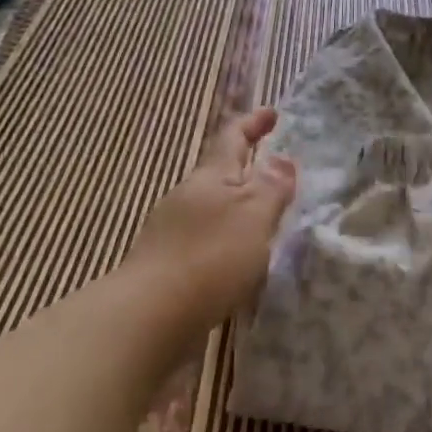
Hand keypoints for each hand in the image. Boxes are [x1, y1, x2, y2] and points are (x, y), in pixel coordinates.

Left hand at [127, 108, 297, 336]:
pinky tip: (239, 266)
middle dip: (246, 172)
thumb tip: (282, 159)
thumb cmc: (210, 256)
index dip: (253, 123)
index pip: (232, 138)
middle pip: (219, 175)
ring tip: (265, 224)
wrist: (149, 319)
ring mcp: (172, 234)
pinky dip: (226, 245)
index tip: (272, 112)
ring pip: (212, 212)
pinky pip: (205, 244)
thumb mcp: (254, 215)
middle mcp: (187, 198)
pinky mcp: (167, 269)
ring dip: (237, 212)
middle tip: (276, 176)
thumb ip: (271, 187)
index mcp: (210, 177)